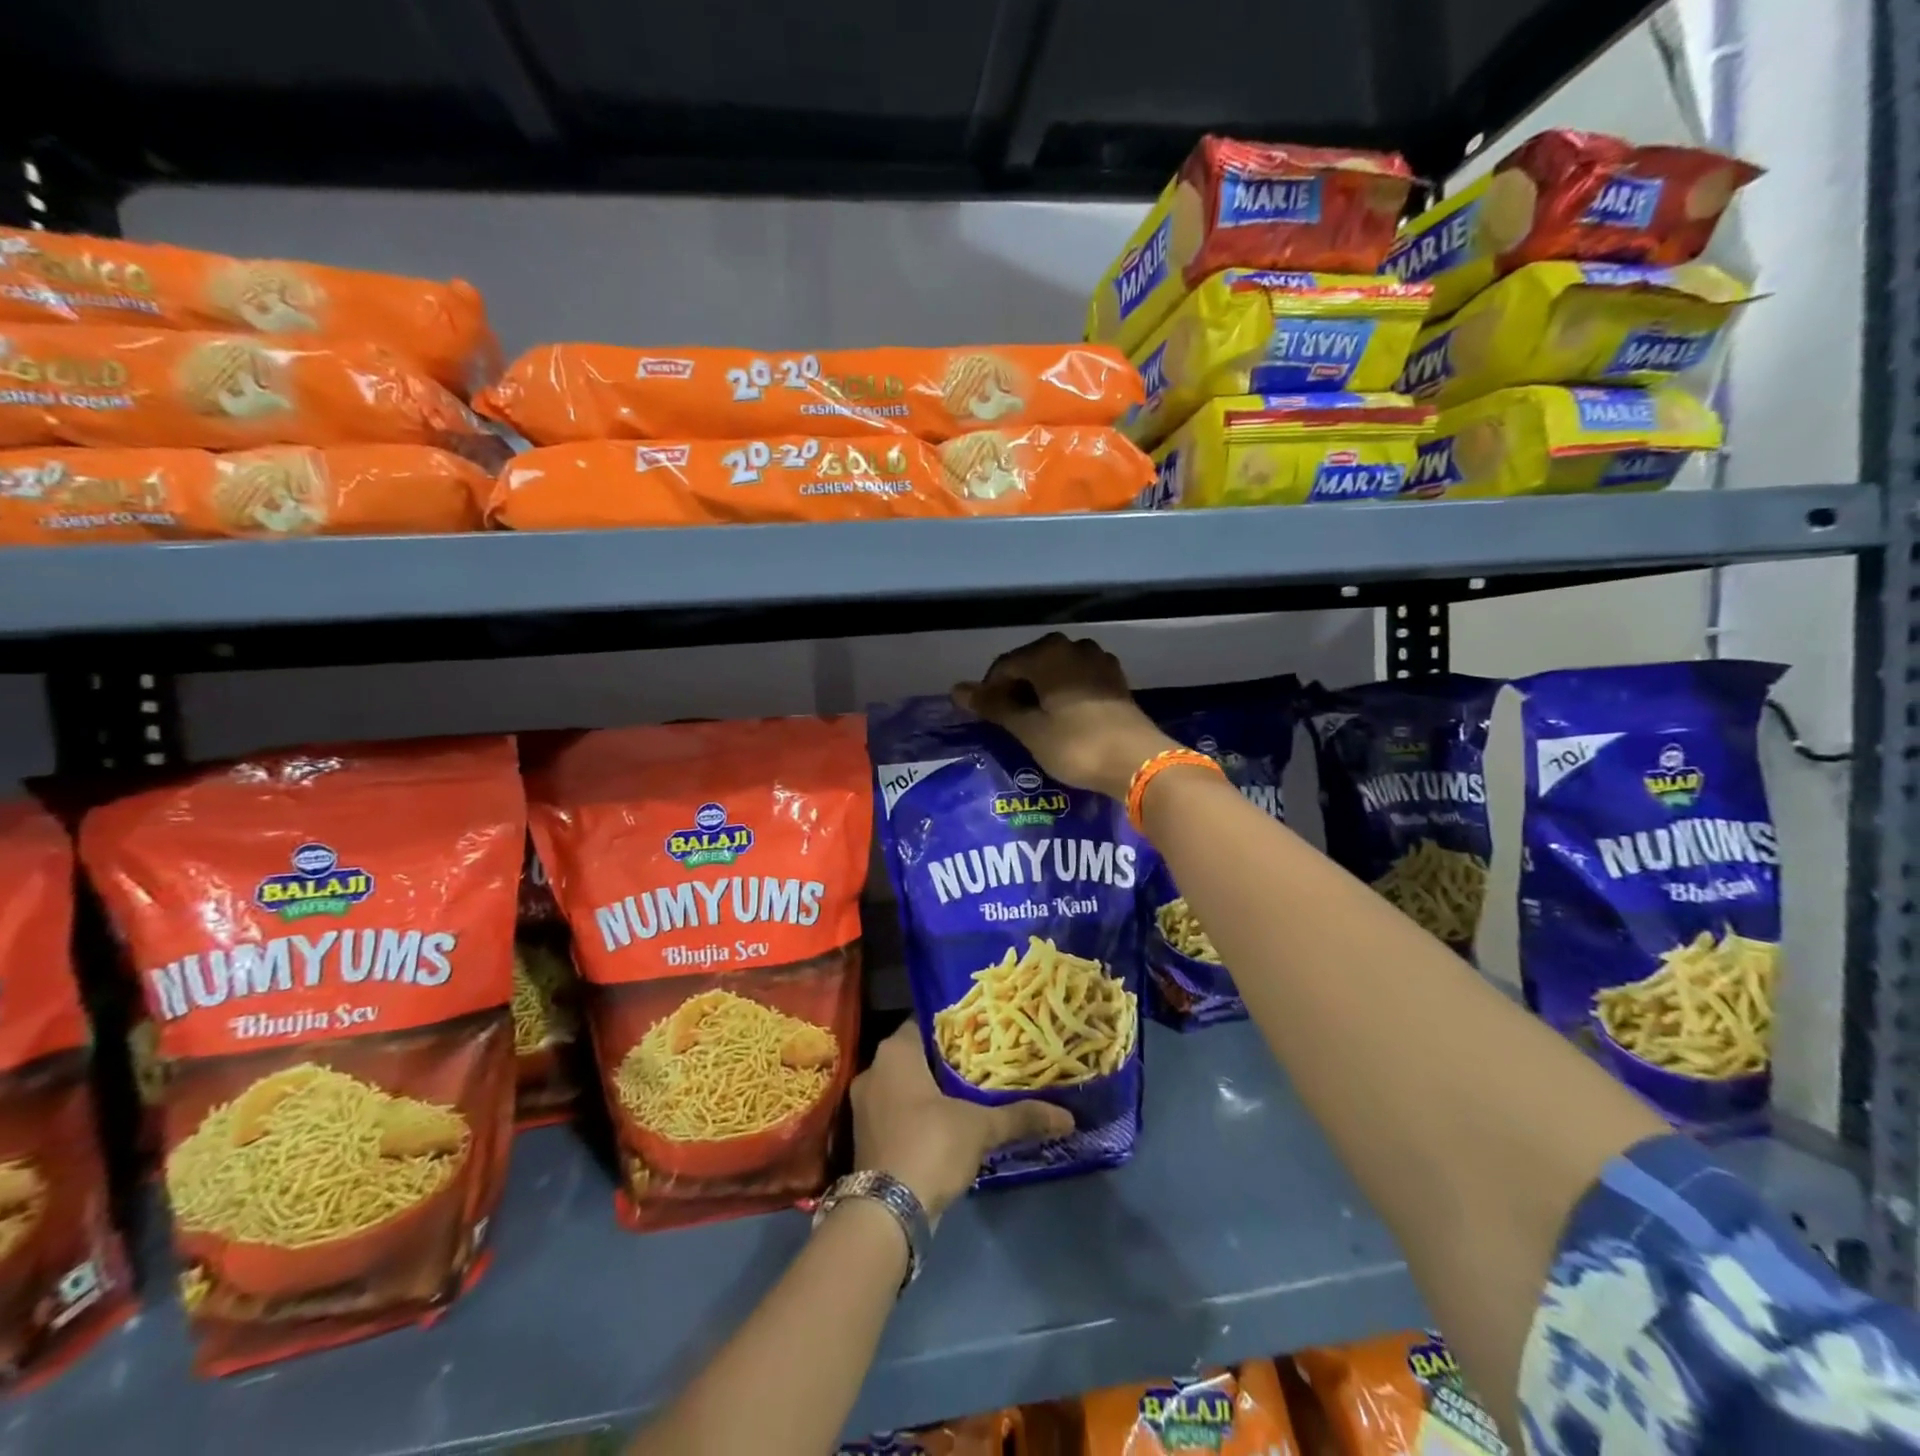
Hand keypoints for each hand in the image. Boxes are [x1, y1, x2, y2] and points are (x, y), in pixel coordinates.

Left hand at [851, 1023, 1073, 1218]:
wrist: (886, 1212)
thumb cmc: (930, 1145)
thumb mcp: (980, 1127)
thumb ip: (1020, 1116)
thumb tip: (1067, 1117)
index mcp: (895, 1052)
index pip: (926, 1022)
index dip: (955, 1026)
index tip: (983, 1032)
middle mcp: (874, 1070)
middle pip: (918, 1055)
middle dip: (948, 1061)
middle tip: (985, 1062)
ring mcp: (866, 1106)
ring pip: (907, 1086)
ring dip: (934, 1091)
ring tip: (973, 1092)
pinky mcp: (867, 1137)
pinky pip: (899, 1112)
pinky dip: (921, 1115)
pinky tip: (951, 1124)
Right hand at [953, 632, 1177, 800]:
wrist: (1138, 762)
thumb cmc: (1076, 745)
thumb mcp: (1029, 729)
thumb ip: (994, 706)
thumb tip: (956, 689)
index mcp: (1048, 653)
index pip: (1005, 665)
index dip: (989, 690)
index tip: (984, 718)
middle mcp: (1074, 647)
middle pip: (1032, 664)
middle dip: (1015, 689)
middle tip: (1007, 722)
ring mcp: (1099, 662)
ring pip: (1056, 671)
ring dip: (1040, 691)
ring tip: (1033, 720)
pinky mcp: (1116, 680)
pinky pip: (1078, 680)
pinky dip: (1063, 694)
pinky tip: (1061, 717)